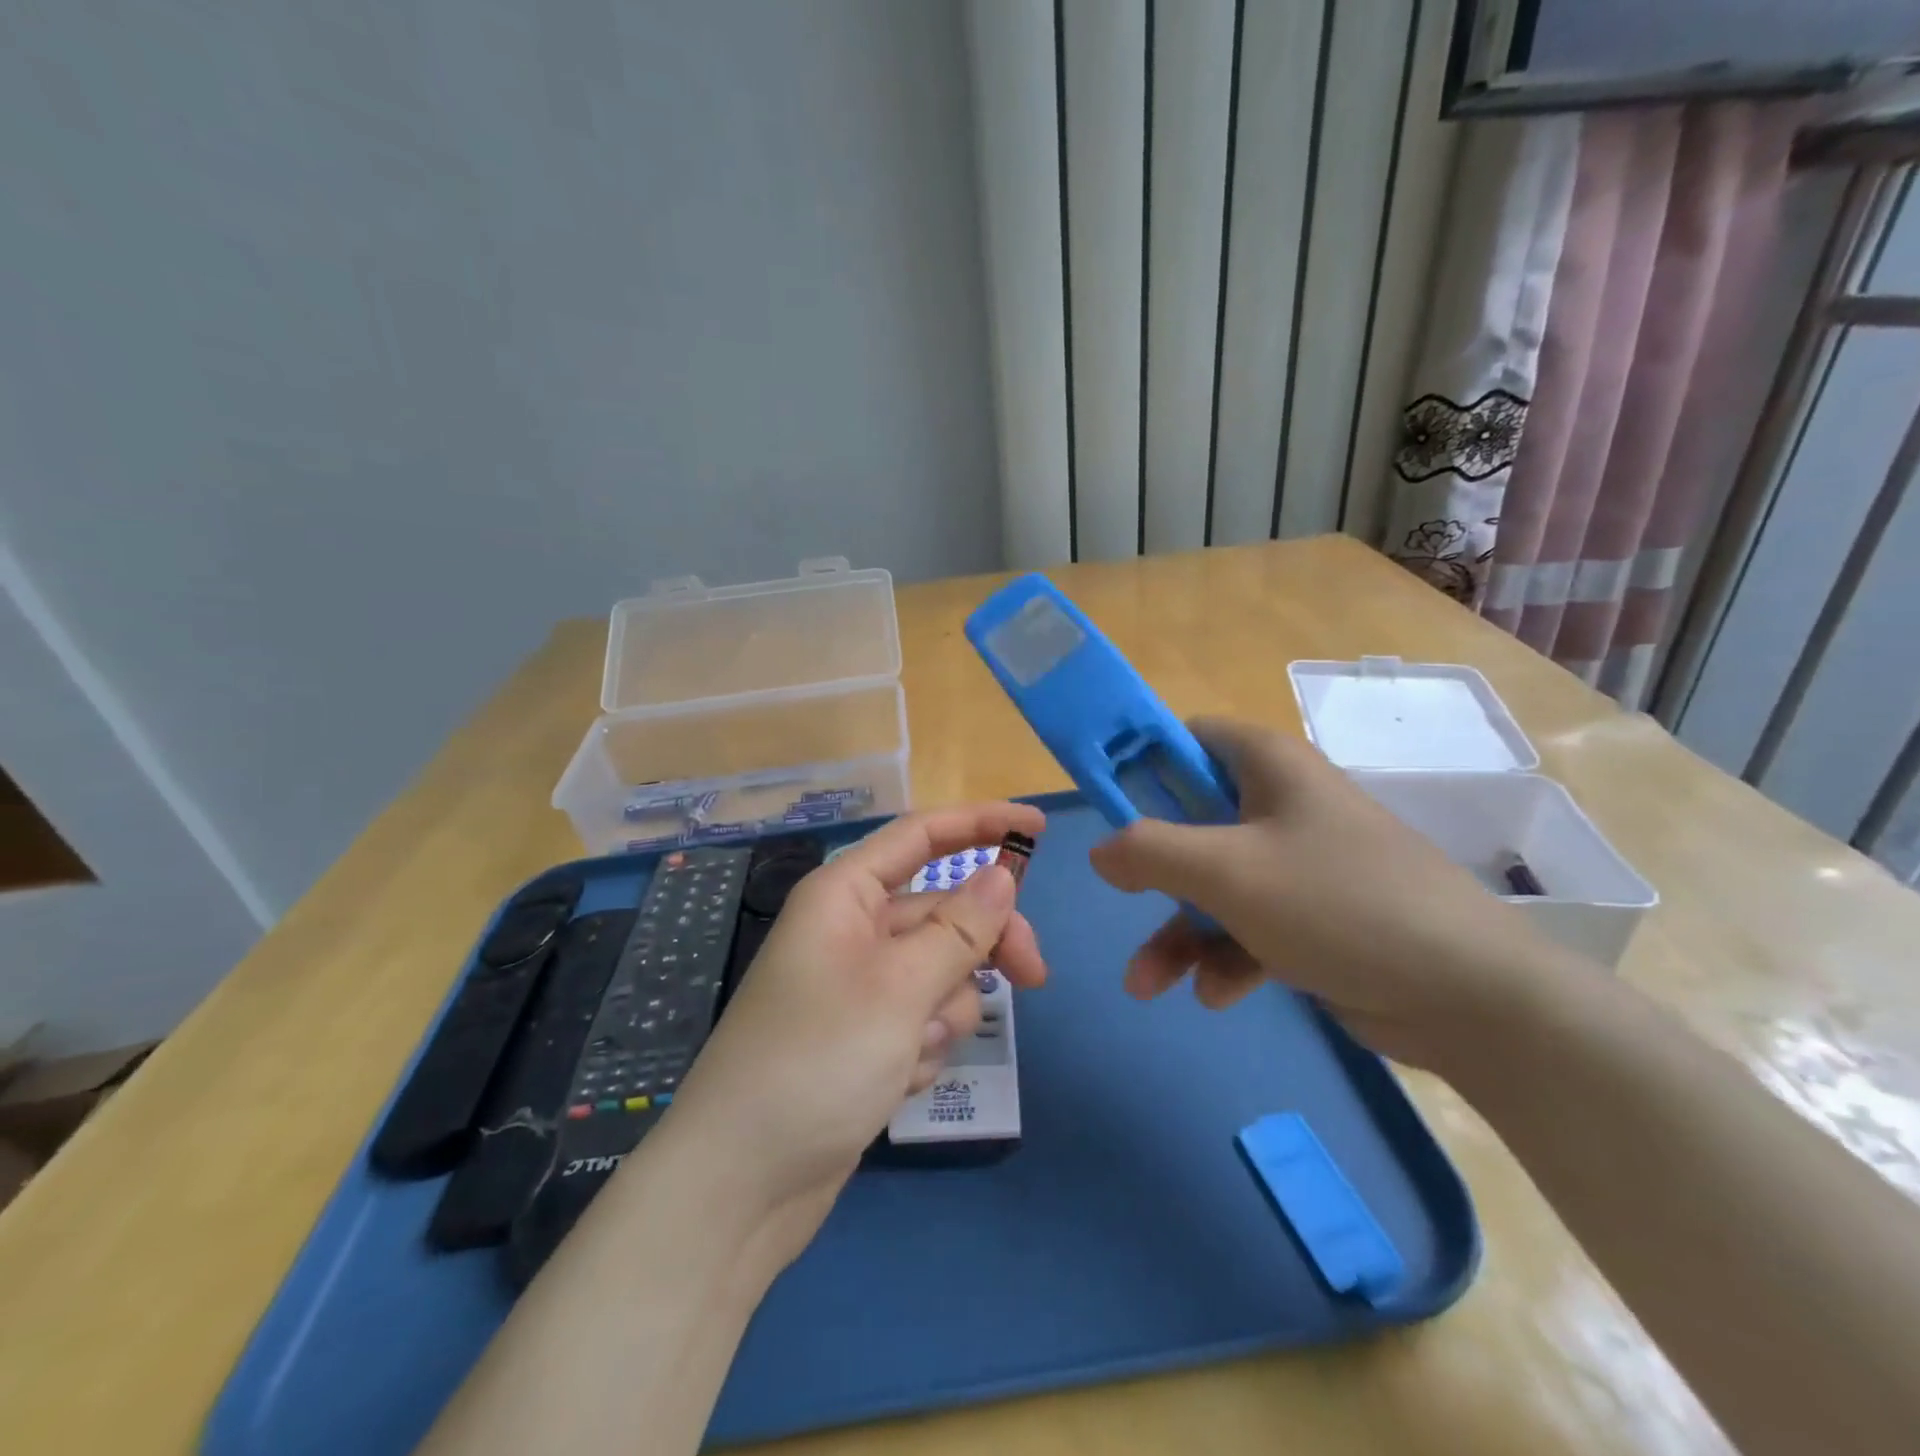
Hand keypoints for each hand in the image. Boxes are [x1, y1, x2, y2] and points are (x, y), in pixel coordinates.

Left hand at [666, 803, 1048, 1267]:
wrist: (741, 1188)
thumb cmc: (816, 1064)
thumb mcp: (898, 990)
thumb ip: (958, 930)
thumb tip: (1002, 875)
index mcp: (845, 896)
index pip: (922, 835)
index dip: (981, 823)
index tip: (1038, 828)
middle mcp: (852, 931)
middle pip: (944, 911)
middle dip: (984, 944)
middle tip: (1034, 977)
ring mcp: (860, 987)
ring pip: (940, 971)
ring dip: (944, 1011)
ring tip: (912, 1051)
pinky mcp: (867, 1037)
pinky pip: (923, 1019)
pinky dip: (923, 1046)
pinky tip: (894, 1081)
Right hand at [1089, 719, 1560, 1068]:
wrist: (1466, 996)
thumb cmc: (1336, 903)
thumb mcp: (1226, 871)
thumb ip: (1149, 851)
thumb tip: (1099, 850)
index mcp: (1267, 765)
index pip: (1187, 738)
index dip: (1140, 764)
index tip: (1105, 806)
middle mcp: (1281, 804)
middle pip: (1191, 818)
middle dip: (1152, 871)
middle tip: (1122, 896)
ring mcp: (1299, 863)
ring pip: (1213, 884)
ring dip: (1177, 933)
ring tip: (1148, 985)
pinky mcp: (1313, 917)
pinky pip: (1247, 925)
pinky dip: (1224, 957)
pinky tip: (1218, 996)